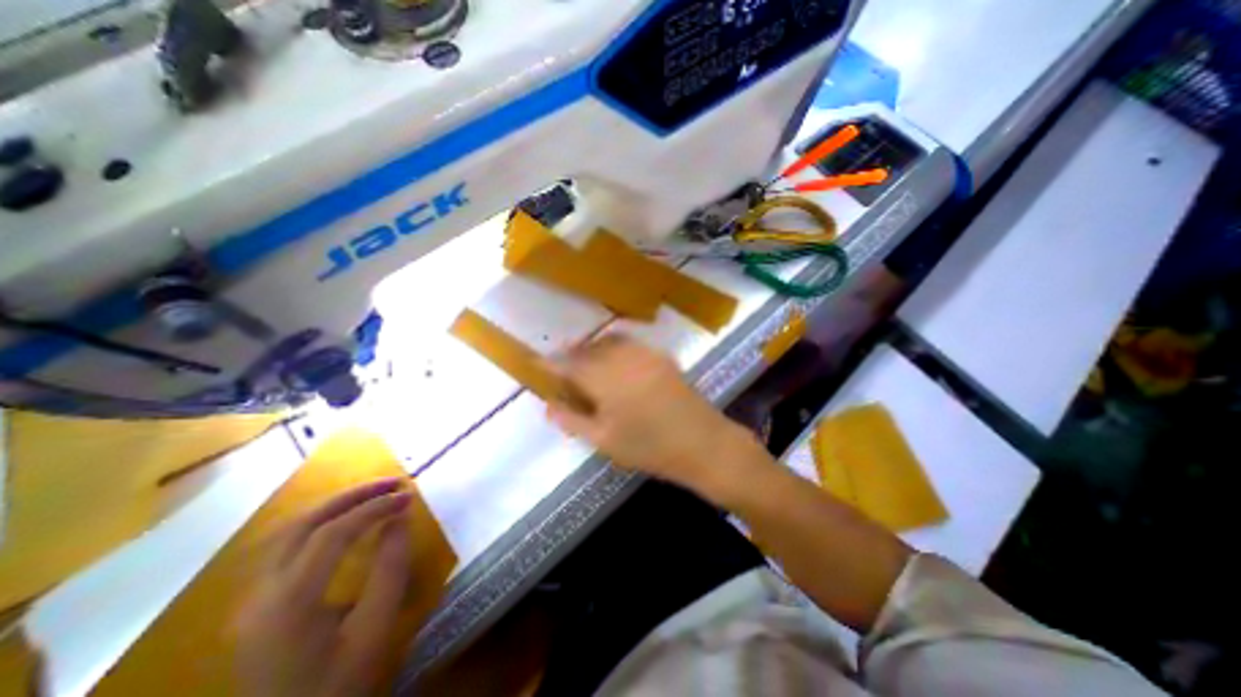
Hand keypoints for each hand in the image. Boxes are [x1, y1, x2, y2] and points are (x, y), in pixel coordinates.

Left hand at [233, 478, 418, 695]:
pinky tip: (341, 522)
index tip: (408, 495)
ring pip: (288, 532)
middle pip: (302, 524)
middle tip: (391, 482)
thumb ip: (390, 568)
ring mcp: (249, 601)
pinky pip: (284, 548)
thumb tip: (400, 519)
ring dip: (333, 506)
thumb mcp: (374, 629)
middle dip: (351, 496)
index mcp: (287, 602)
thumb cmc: (337, 685)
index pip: (333, 533)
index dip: (374, 507)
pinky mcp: (254, 606)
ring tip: (372, 494)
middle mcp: (258, 594)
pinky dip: (318, 523)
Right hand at [548, 333, 773, 501]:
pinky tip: (616, 363)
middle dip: (571, 355)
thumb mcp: (604, 440)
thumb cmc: (649, 446)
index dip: (550, 362)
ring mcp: (644, 353)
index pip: (568, 363)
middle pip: (588, 348)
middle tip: (563, 368)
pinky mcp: (661, 355)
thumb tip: (547, 405)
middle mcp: (622, 357)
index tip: (536, 361)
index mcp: (604, 378)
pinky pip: (629, 343)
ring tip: (587, 364)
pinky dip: (614, 347)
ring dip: (593, 349)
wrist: (702, 442)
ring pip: (608, 341)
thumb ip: (572, 420)